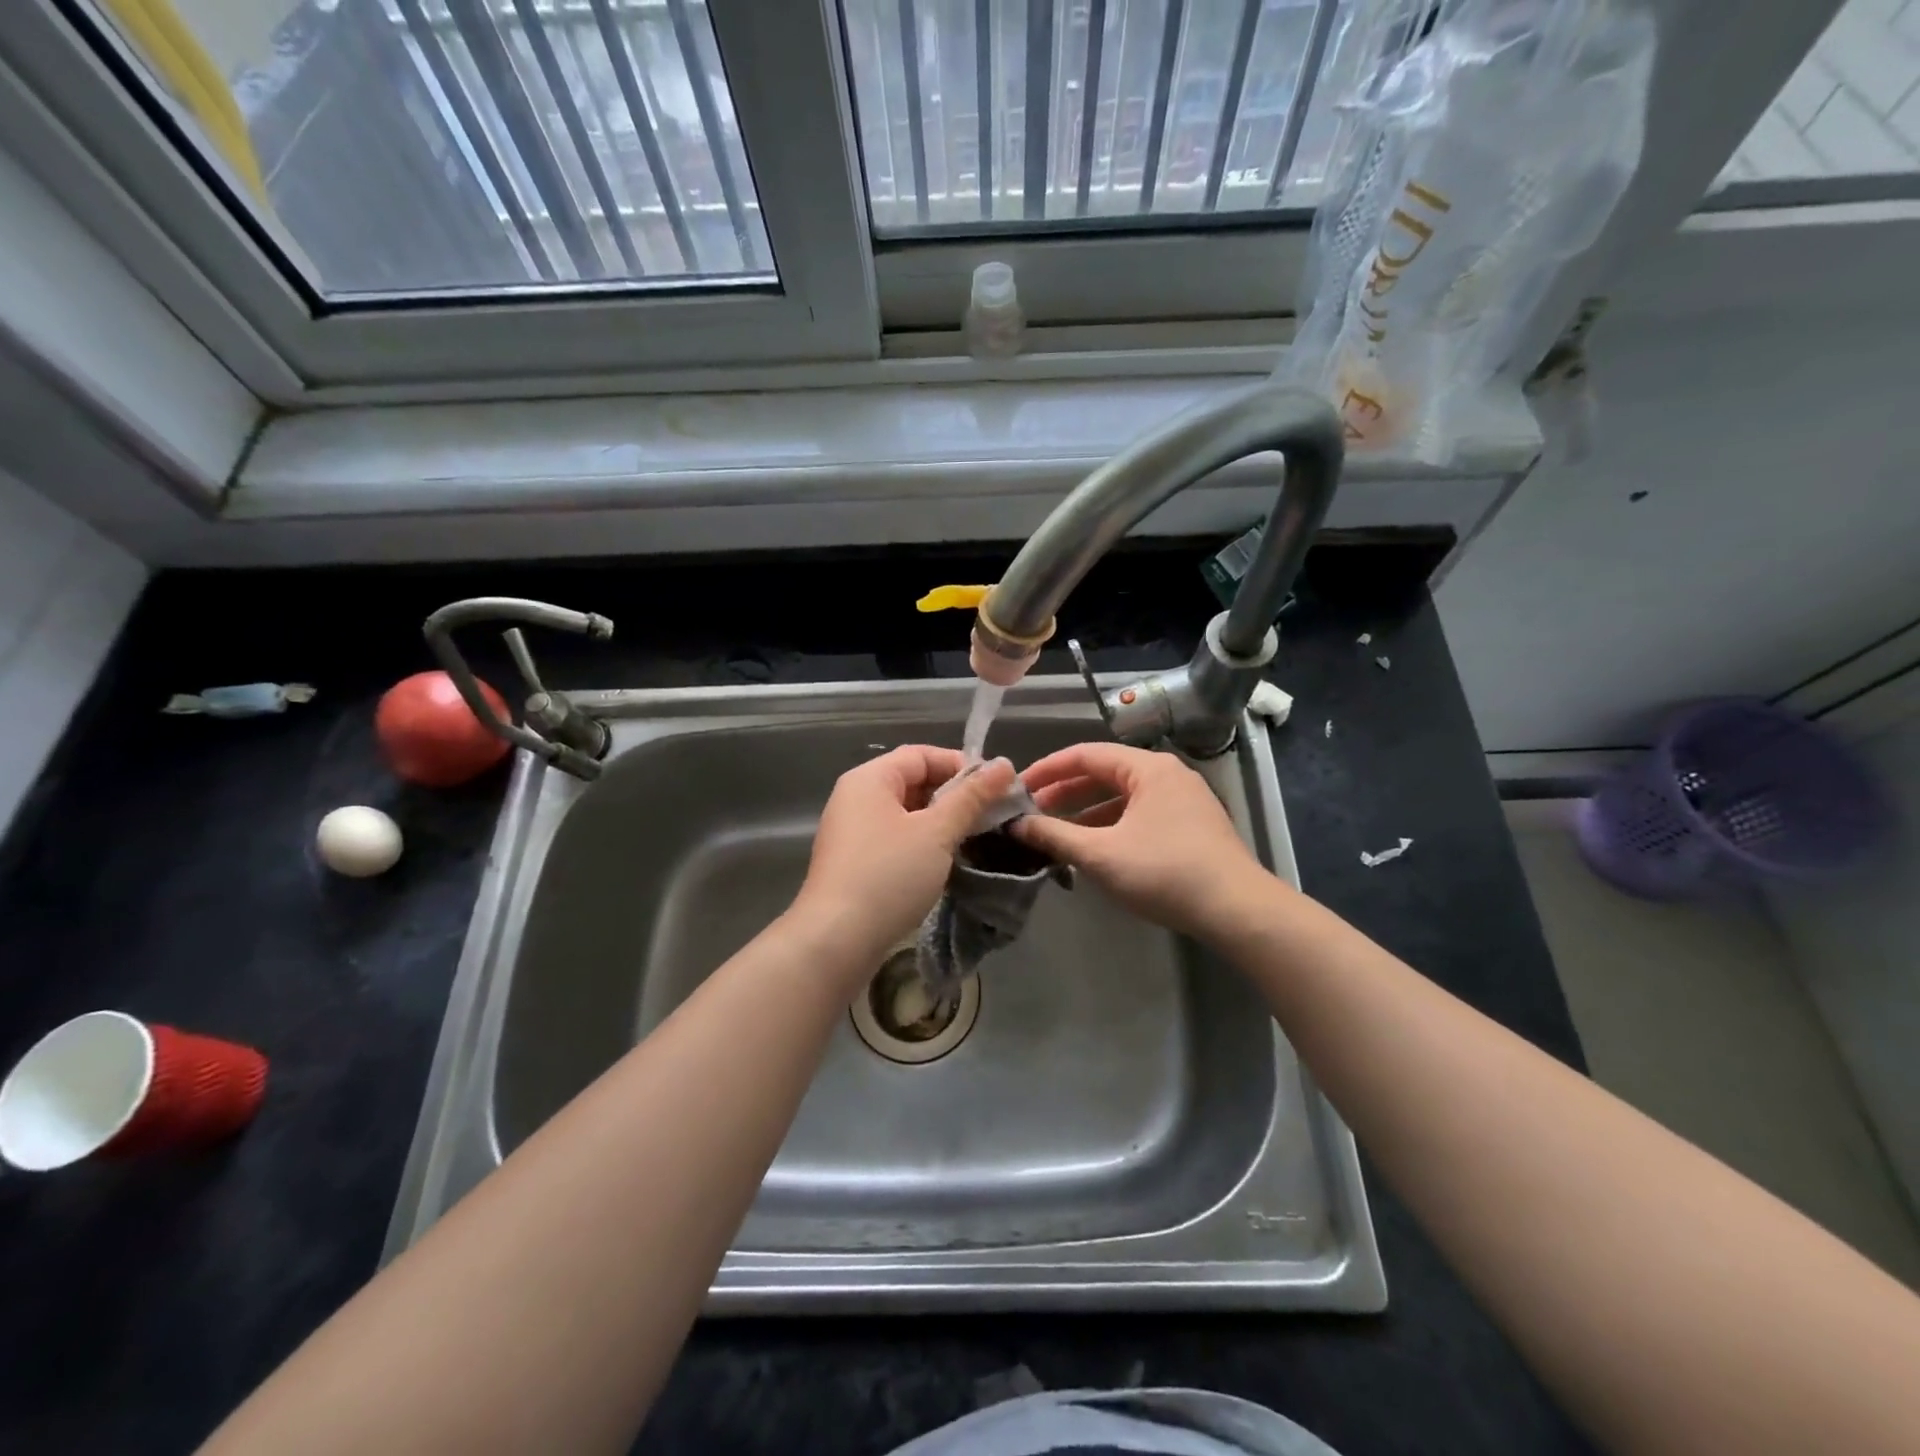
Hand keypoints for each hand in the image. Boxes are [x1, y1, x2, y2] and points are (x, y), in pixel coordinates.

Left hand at [790, 747, 1016, 976]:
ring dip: (942, 822)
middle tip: (992, 815)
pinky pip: (896, 839)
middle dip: (954, 795)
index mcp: (870, 779)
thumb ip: (971, 797)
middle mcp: (856, 798)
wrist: (836, 941)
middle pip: (913, 781)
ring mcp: (852, 832)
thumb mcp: (937, 832)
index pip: (921, 755)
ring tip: (976, 838)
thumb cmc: (888, 875)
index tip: (996, 788)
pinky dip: (923, 843)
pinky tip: (947, 862)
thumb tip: (1004, 765)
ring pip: (907, 813)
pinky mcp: (855, 863)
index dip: (961, 765)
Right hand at [1011, 742, 1273, 938]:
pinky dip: (1111, 826)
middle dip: (1066, 793)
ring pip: (1122, 798)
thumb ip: (1054, 835)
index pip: (1086, 754)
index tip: (1019, 788)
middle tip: (1032, 813)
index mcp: (1148, 768)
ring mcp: (1183, 801)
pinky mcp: (1191, 827)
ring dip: (1087, 813)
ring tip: (1056, 834)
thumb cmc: (1164, 872)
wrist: (1237, 910)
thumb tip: (1017, 824)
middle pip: (1105, 774)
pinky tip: (1094, 849)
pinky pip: (1140, 815)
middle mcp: (1168, 775)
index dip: (1048, 769)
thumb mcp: (1100, 854)